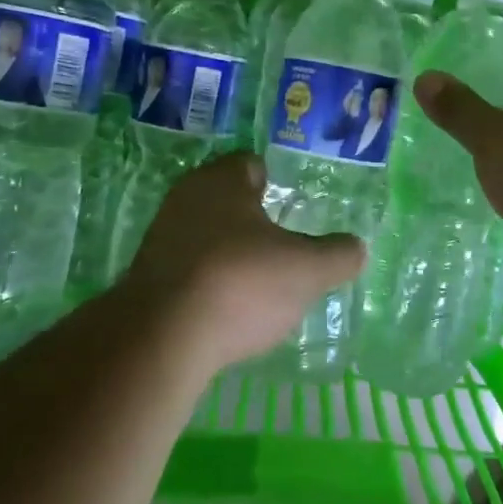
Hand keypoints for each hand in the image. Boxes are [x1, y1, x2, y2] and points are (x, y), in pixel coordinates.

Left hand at [122, 152, 365, 374]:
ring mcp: (160, 239)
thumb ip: (337, 255)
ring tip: (260, 281)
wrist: (162, 338)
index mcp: (221, 180)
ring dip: (230, 253)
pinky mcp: (146, 279)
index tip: (295, 206)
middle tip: (286, 244)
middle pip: (227, 201)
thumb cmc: (241, 282)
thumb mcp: (307, 270)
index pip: (251, 165)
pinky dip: (209, 282)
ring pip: (206, 236)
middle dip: (254, 220)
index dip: (276, 181)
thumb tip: (356, 249)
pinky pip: (189, 270)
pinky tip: (228, 308)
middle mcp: (185, 199)